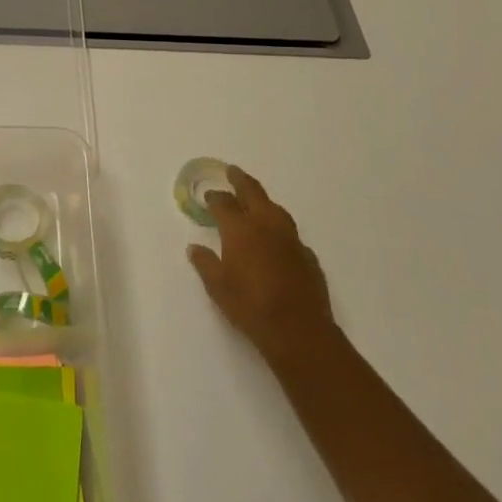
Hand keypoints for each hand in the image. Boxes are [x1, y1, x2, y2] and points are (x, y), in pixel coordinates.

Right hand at [187, 166, 337, 368]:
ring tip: (254, 200)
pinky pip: (289, 232)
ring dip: (262, 200)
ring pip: (275, 209)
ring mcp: (291, 239)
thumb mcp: (218, 287)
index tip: (209, 196)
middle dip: (241, 181)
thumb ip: (205, 263)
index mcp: (241, 230)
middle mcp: (267, 226)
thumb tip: (194, 248)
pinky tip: (275, 238)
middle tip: (233, 171)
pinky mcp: (307, 255)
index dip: (215, 197)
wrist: (299, 330)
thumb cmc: (250, 307)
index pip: (225, 204)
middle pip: (253, 193)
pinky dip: (278, 227)